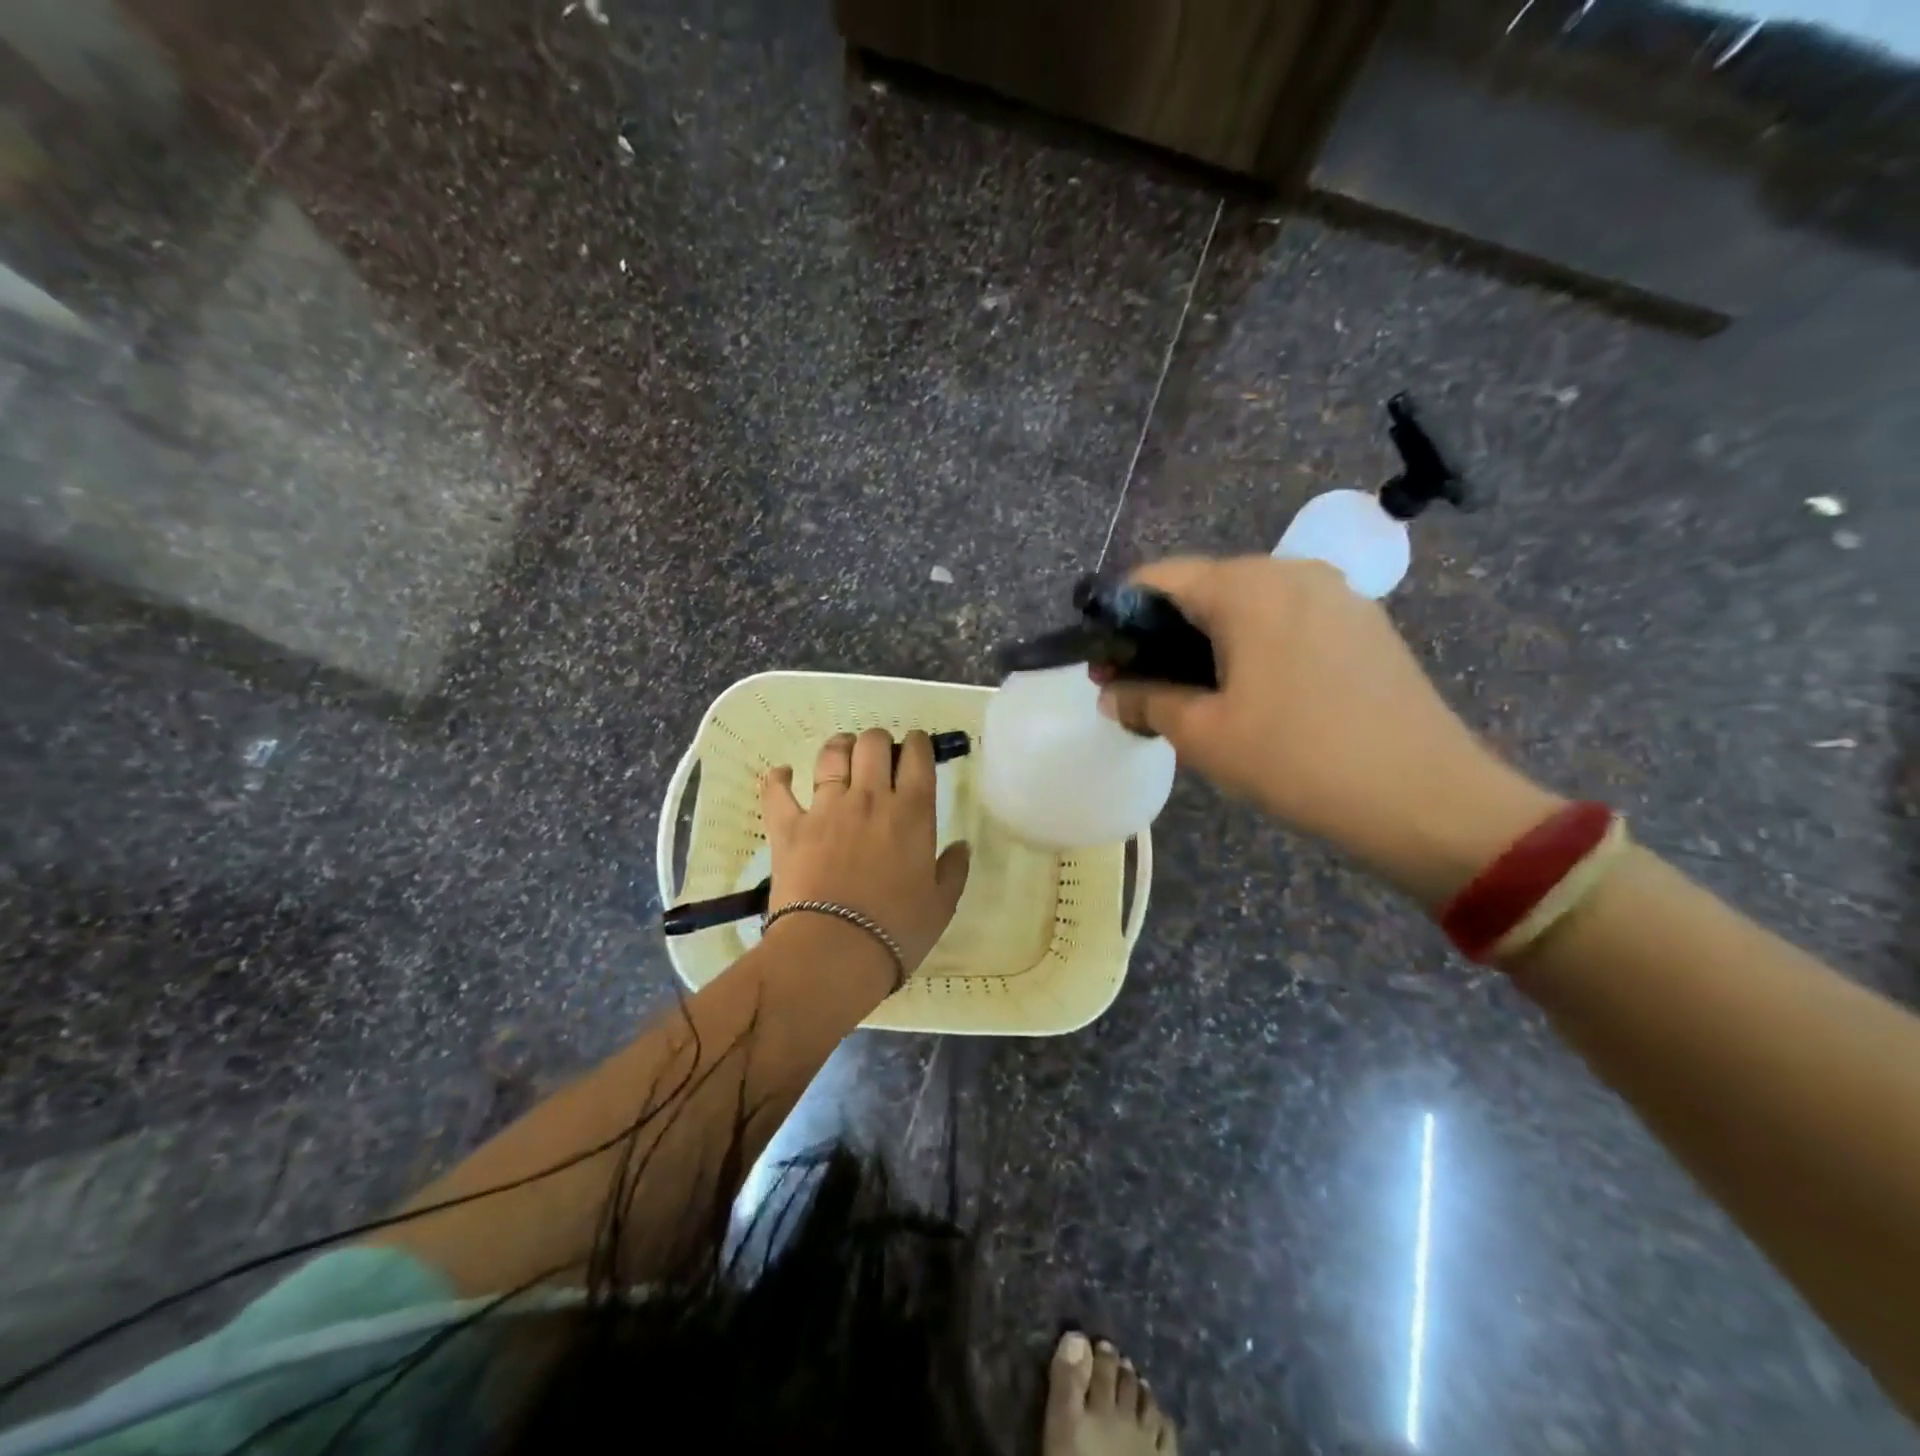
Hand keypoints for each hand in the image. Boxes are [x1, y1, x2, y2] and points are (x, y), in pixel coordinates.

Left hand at [761, 729, 971, 972]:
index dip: (917, 743)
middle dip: (878, 740)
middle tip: (879, 756)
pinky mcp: (788, 826)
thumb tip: (961, 845)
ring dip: (838, 746)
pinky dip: (778, 778)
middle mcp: (869, 798)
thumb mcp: (941, 905)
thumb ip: (954, 870)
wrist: (833, 951)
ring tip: (841, 752)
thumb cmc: (897, 930)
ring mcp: (825, 808)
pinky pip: (777, 790)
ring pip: (830, 755)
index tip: (916, 747)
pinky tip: (781, 774)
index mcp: (912, 812)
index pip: (917, 756)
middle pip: (873, 743)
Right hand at [1097, 556, 1561, 905]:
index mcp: (1247, 586)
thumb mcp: (1204, 734)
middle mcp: (1292, 571)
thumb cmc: (1297, 759)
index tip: (1105, 663)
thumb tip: (1110, 692)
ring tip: (1192, 698)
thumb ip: (1145, 701)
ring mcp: (1336, 595)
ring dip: (1206, 643)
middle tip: (1140, 688)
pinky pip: (1286, 621)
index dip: (1120, 617)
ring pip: (1246, 607)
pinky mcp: (1363, 624)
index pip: (1159, 578)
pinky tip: (1250, 696)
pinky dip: (1252, 648)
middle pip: (1203, 589)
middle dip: (1162, 634)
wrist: (1425, 798)